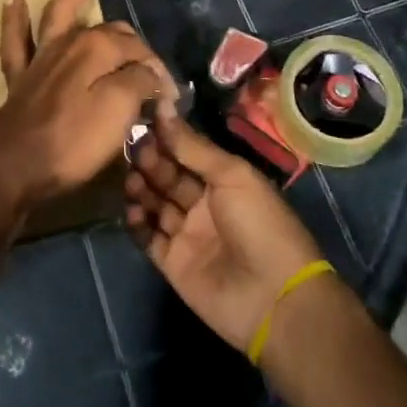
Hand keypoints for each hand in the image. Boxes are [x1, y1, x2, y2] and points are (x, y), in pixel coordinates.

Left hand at [0, 0, 172, 214]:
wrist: (15, 163)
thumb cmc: (73, 139)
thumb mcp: (120, 112)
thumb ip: (140, 84)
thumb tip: (152, 75)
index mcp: (98, 48)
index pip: (140, 52)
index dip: (158, 74)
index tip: (169, 102)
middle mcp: (71, 42)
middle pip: (111, 31)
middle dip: (133, 42)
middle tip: (150, 65)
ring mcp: (43, 56)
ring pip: (60, 13)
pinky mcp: (21, 76)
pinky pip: (16, 40)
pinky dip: (15, 20)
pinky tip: (13, 0)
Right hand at [126, 110, 324, 354]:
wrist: (274, 298)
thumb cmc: (260, 224)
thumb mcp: (232, 175)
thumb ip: (193, 146)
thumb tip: (163, 108)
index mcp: (223, 180)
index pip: (187, 152)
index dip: (166, 139)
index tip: (142, 122)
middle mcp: (203, 204)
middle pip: (168, 176)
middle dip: (151, 161)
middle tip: (134, 150)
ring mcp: (187, 234)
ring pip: (155, 204)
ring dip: (141, 189)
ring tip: (132, 181)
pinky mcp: (173, 263)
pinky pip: (148, 237)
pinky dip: (137, 222)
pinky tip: (132, 209)